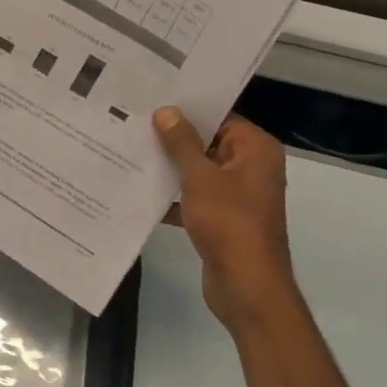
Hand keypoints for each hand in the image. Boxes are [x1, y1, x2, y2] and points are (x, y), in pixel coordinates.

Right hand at [154, 108, 297, 332]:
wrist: (246, 286)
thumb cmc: (229, 223)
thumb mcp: (201, 177)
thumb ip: (182, 143)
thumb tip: (166, 111)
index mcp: (256, 150)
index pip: (220, 117)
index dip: (187, 110)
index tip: (153, 100)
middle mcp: (251, 167)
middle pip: (208, 143)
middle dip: (173, 139)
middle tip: (133, 123)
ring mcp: (238, 195)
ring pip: (199, 171)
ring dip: (170, 168)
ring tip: (130, 152)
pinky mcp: (223, 218)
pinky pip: (195, 197)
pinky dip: (173, 196)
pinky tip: (140, 191)